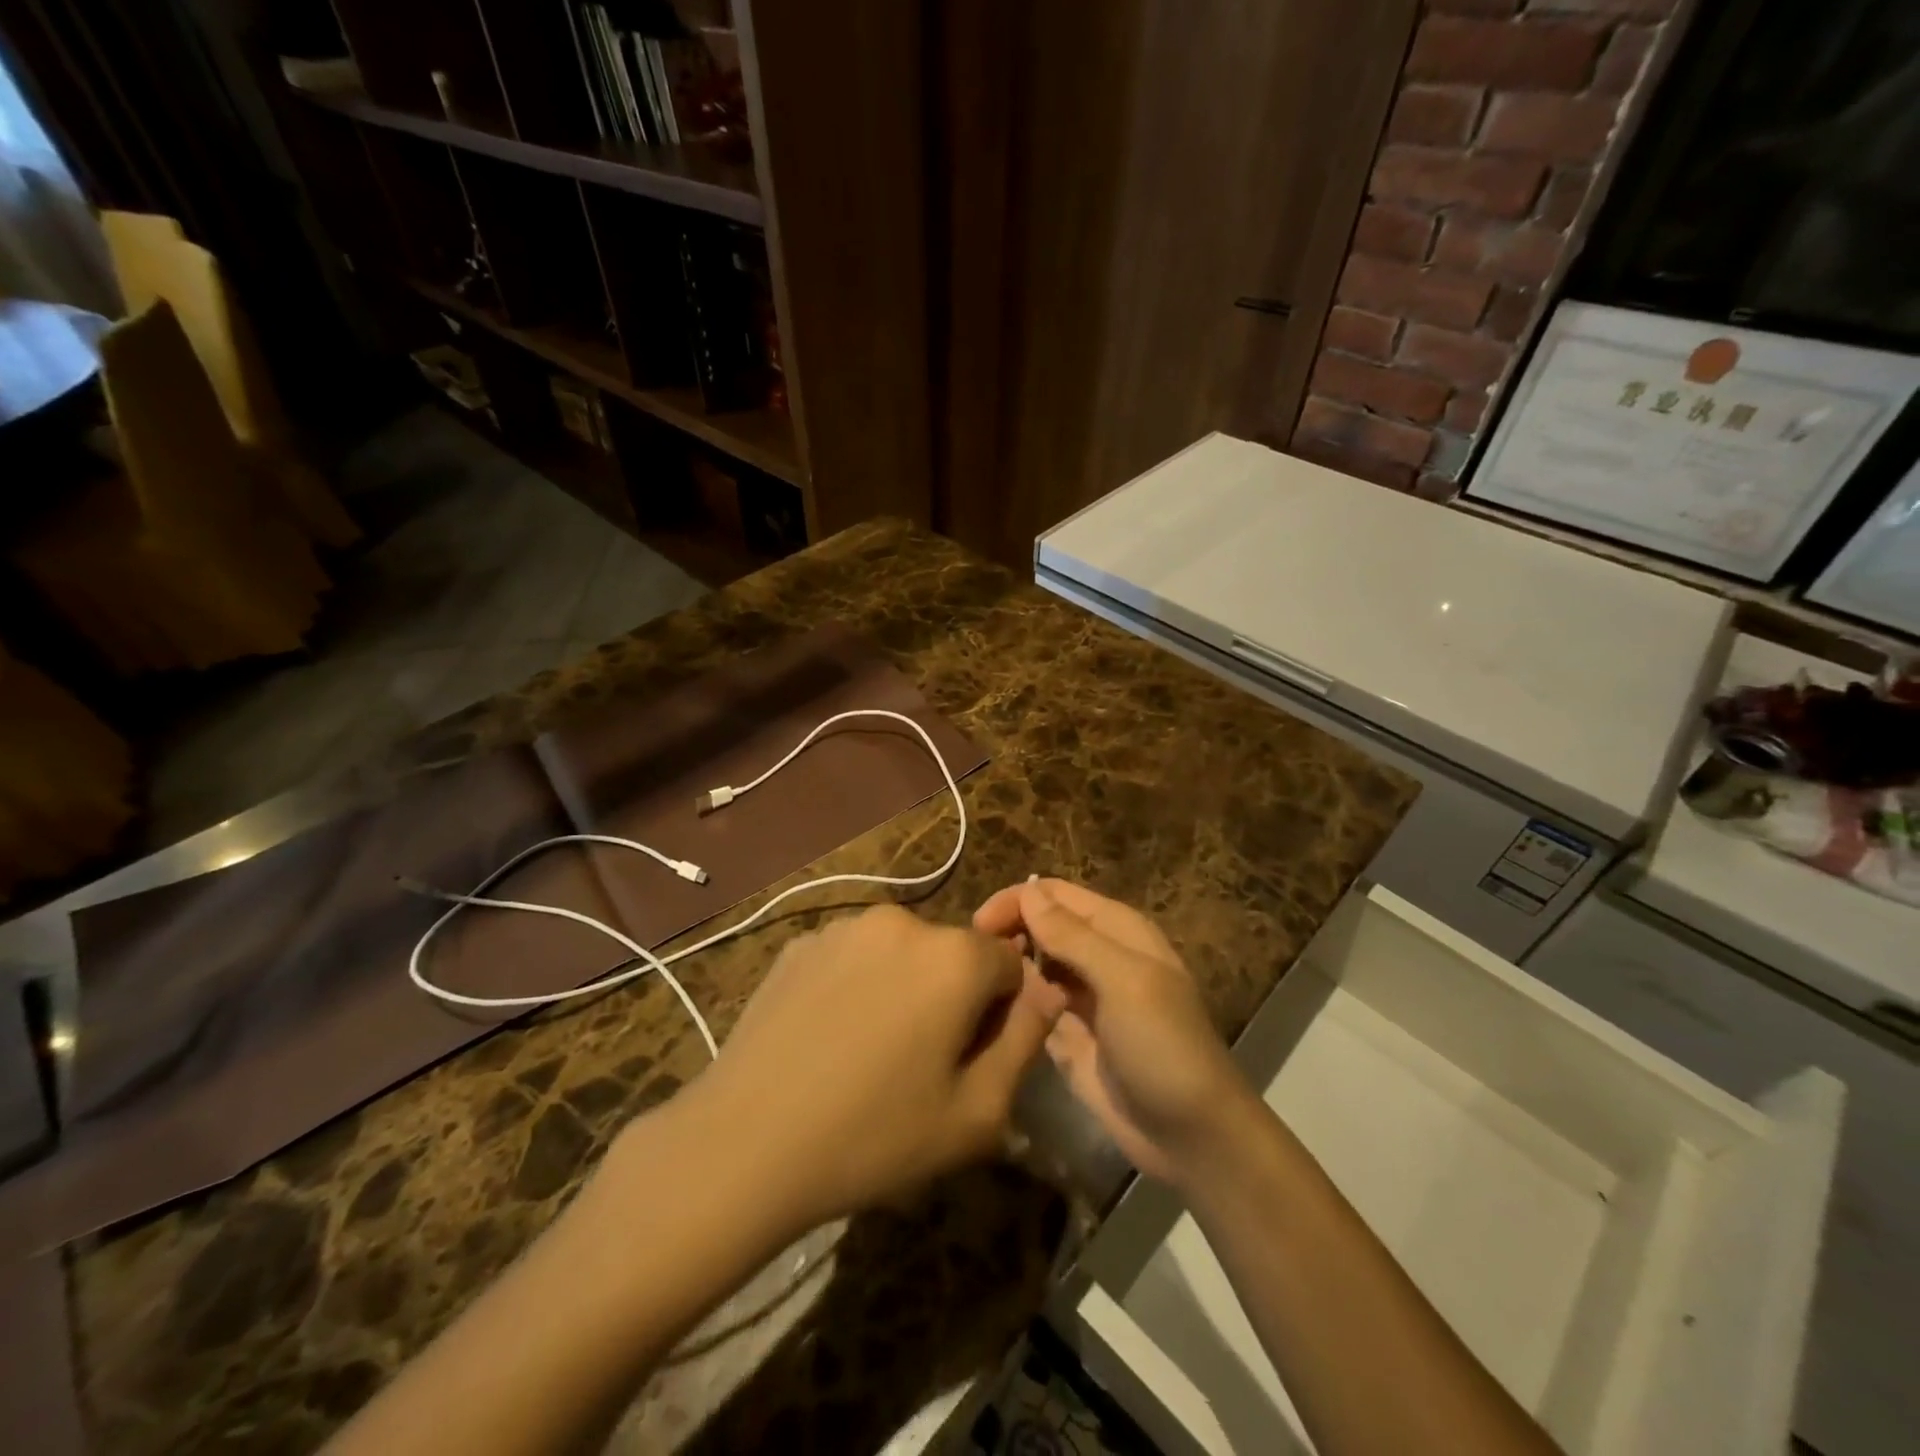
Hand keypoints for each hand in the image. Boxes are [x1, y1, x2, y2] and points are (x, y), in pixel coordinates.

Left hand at [681, 904, 1065, 1233]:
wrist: (744, 1144)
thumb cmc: (874, 1136)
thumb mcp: (977, 1113)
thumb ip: (1027, 1042)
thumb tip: (1047, 992)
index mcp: (954, 955)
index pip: (1010, 963)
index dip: (1002, 1013)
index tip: (972, 1059)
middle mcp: (903, 921)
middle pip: (954, 955)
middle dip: (953, 997)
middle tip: (920, 1064)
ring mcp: (845, 927)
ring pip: (903, 953)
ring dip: (904, 988)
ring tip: (869, 1053)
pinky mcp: (801, 943)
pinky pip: (854, 957)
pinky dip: (857, 985)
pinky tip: (827, 1038)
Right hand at [974, 879, 1252, 1187]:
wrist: (1192, 1135)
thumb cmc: (1163, 1045)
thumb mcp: (1123, 981)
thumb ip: (1073, 936)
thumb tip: (1028, 891)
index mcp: (1116, 929)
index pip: (1055, 894)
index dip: (1016, 901)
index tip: (978, 926)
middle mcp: (1097, 955)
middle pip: (1041, 926)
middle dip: (1008, 932)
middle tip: (974, 961)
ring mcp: (1082, 997)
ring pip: (1034, 964)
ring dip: (1010, 969)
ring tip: (981, 989)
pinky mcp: (1069, 1035)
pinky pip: (1034, 1006)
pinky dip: (1016, 1004)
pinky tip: (996, 1016)